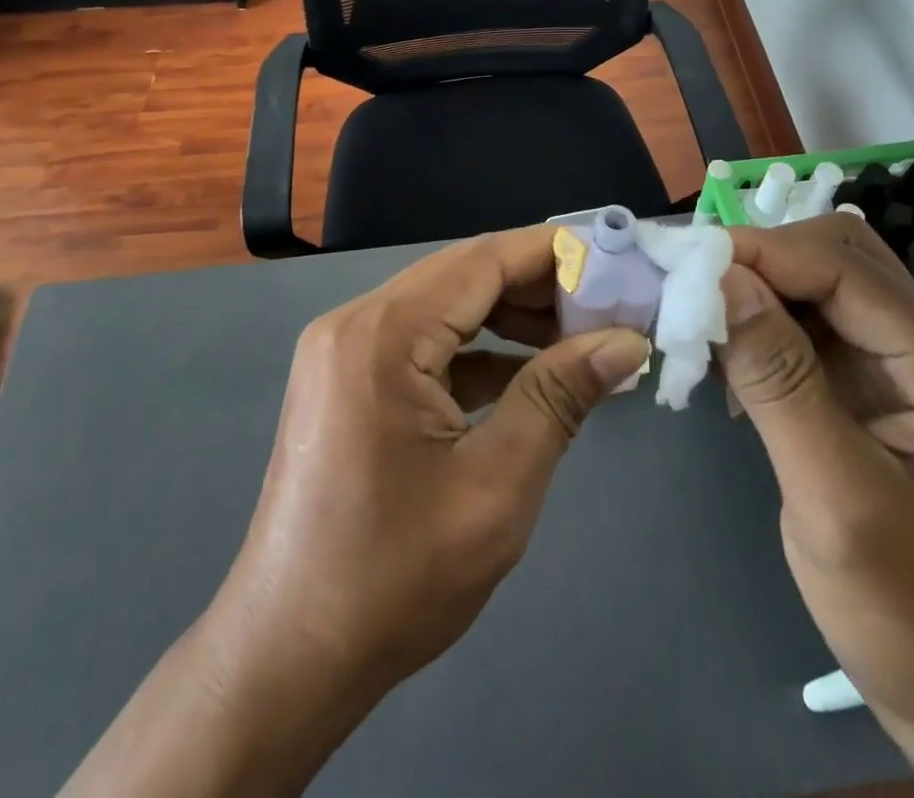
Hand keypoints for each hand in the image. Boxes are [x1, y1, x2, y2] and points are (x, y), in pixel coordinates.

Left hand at [64, 226, 648, 797]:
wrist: (288, 658)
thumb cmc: (394, 578)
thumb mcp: (496, 486)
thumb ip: (560, 397)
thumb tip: (626, 342)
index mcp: (383, 334)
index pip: (483, 260)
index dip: (555, 255)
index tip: (619, 265)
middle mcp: (356, 322)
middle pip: (463, 275)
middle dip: (538, 288)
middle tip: (609, 311)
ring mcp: (345, 350)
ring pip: (446, 306)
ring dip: (510, 319)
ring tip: (578, 343)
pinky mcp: (347, 379)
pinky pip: (424, 342)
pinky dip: (477, 352)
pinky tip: (527, 376)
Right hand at [717, 217, 913, 797]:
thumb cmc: (911, 614)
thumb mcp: (835, 499)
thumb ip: (779, 381)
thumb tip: (723, 279)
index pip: (850, 272)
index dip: (766, 253)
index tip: (688, 259)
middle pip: (843, 259)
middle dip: (764, 261)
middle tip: (692, 283)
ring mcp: (913, 364)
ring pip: (825, 283)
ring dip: (760, 289)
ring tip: (701, 313)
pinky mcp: (881, 382)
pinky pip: (817, 323)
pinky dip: (766, 323)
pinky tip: (729, 350)